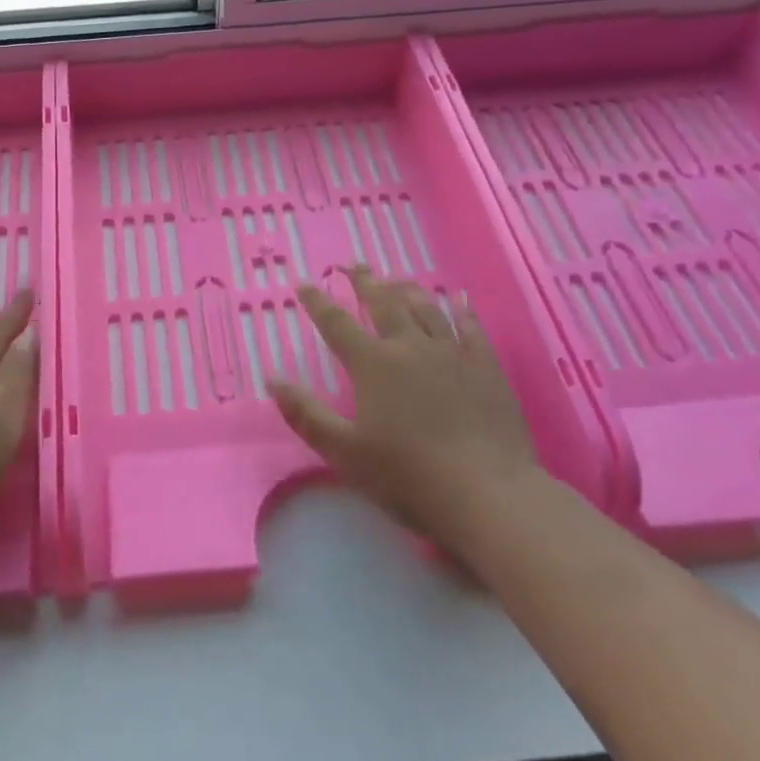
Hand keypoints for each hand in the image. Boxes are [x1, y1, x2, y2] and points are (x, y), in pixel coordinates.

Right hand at [270, 266, 537, 541]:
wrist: (487, 494)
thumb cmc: (408, 476)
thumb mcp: (344, 452)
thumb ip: (306, 414)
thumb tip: (272, 379)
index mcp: (373, 364)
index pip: (337, 323)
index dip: (317, 302)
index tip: (304, 283)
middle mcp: (410, 347)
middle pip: (384, 303)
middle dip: (365, 282)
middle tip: (354, 266)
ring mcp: (452, 353)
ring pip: (425, 308)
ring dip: (407, 289)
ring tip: (396, 278)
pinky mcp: (486, 367)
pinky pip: (471, 327)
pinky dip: (462, 309)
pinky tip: (458, 298)